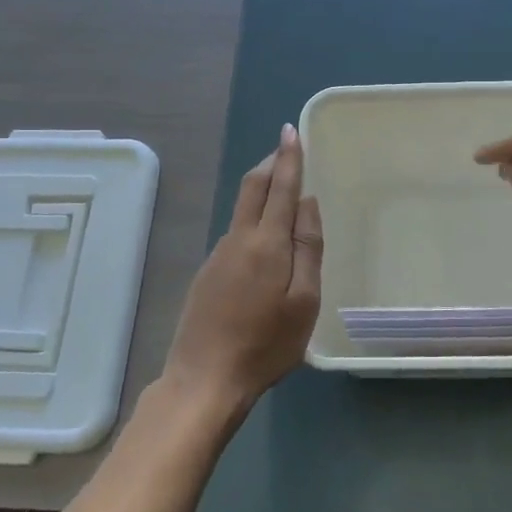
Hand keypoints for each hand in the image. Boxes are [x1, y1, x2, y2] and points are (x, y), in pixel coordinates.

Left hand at [164, 124, 322, 411]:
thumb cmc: (266, 344)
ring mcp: (218, 256)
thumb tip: (307, 203)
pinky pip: (236, 233)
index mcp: (266, 243)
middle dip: (270, 163)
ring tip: (283, 188)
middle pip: (252, 188)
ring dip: (262, 189)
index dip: (288, 158)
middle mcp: (238, 239)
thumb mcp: (304, 301)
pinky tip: (264, 237)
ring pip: (242, 209)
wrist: (204, 380)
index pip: (280, 187)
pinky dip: (253, 218)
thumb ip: (308, 248)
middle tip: (286, 147)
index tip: (291, 131)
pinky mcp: (207, 274)